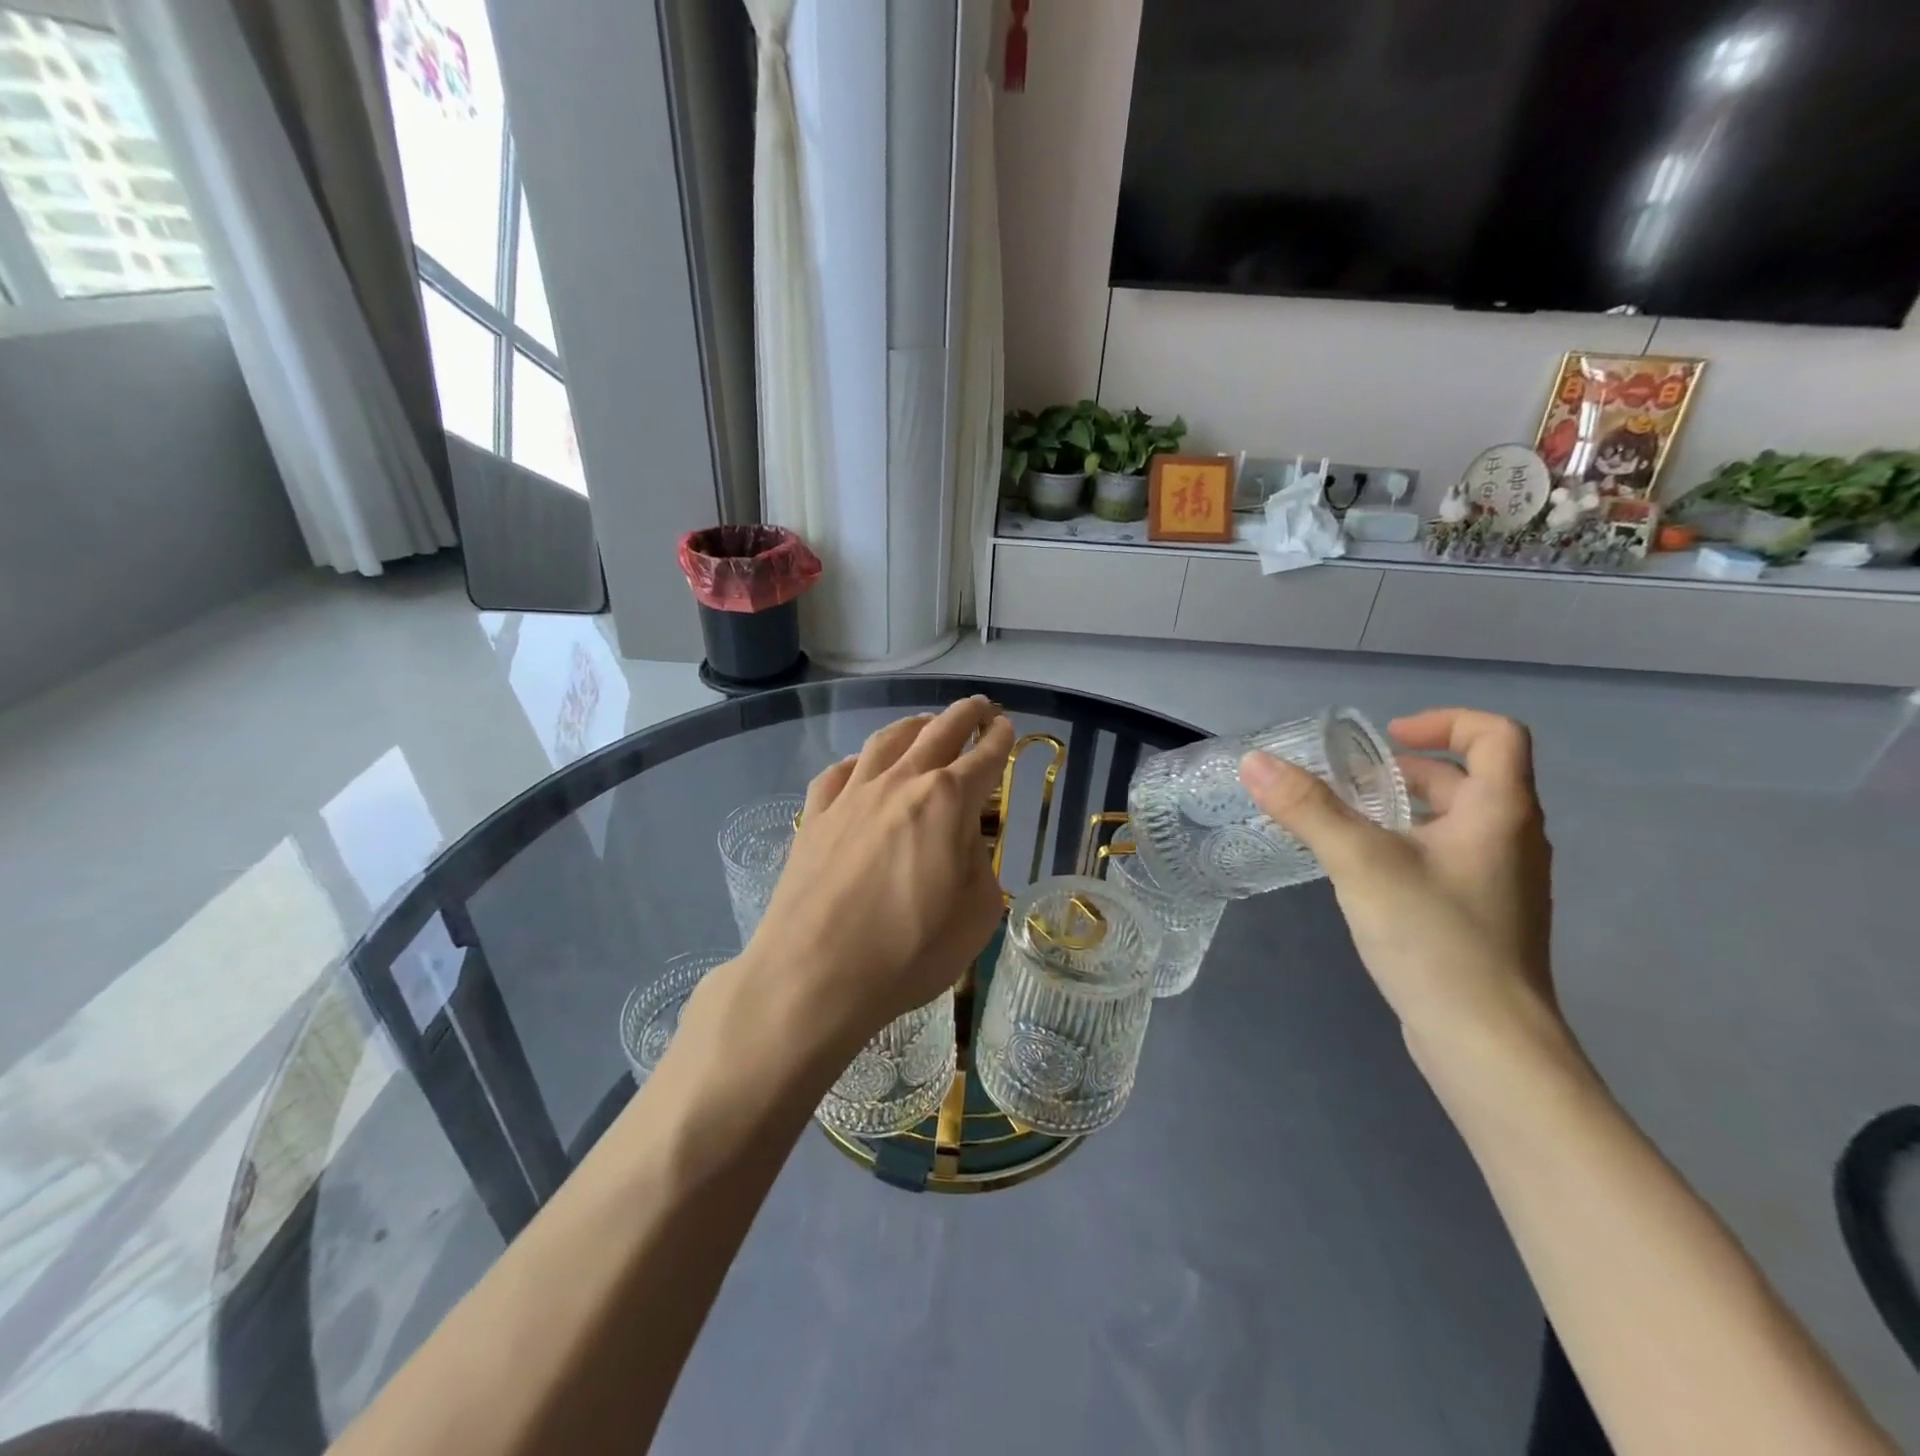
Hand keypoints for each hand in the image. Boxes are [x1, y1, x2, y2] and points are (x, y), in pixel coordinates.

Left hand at [744, 698, 1013, 1048]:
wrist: (814, 975)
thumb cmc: (908, 952)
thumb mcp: (976, 915)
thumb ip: (978, 863)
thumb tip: (963, 839)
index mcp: (947, 802)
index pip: (983, 758)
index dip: (1000, 740)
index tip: (1007, 726)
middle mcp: (899, 784)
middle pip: (938, 732)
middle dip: (964, 715)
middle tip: (979, 707)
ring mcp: (851, 796)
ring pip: (886, 741)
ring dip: (913, 725)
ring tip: (925, 723)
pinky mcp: (815, 816)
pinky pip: (839, 772)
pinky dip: (858, 761)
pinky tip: (861, 766)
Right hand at [1238, 708, 1560, 1062]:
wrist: (1488, 1047)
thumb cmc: (1435, 940)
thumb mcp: (1361, 863)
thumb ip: (1307, 808)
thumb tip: (1254, 761)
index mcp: (1501, 812)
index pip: (1496, 734)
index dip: (1442, 722)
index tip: (1384, 739)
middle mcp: (1512, 840)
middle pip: (1467, 779)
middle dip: (1403, 772)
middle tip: (1344, 785)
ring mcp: (1501, 883)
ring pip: (1453, 823)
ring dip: (1400, 811)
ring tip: (1343, 826)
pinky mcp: (1482, 918)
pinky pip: (1445, 860)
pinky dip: (1405, 848)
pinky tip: (1362, 876)